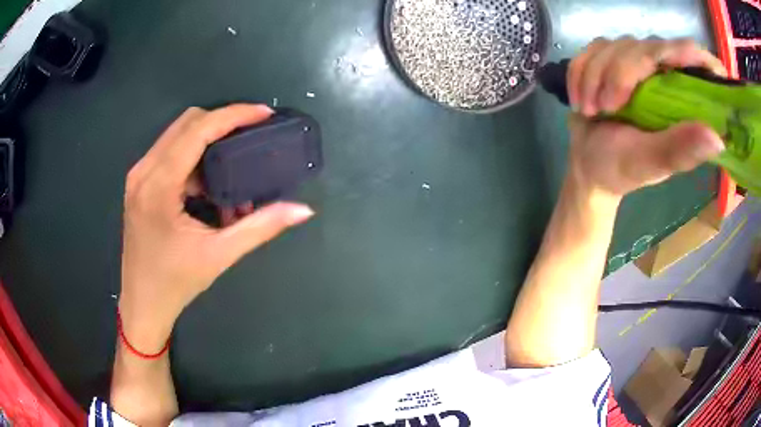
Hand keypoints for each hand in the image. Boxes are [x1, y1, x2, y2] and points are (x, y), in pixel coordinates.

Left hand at [119, 104, 313, 352]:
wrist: (143, 303)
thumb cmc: (176, 283)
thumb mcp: (220, 255)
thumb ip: (261, 227)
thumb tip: (302, 210)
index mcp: (158, 186)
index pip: (198, 131)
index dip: (233, 115)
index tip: (264, 113)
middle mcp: (144, 171)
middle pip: (187, 122)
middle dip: (223, 121)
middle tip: (253, 133)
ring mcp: (138, 175)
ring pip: (177, 134)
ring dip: (208, 139)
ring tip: (235, 162)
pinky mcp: (140, 183)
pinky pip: (170, 152)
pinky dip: (195, 157)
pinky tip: (211, 183)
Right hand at [566, 37, 725, 196]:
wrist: (588, 165)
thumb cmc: (622, 169)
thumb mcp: (653, 163)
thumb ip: (681, 149)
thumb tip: (718, 139)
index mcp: (683, 98)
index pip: (696, 60)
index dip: (697, 57)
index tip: (684, 67)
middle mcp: (663, 73)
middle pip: (647, 47)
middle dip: (620, 74)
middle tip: (607, 108)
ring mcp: (634, 61)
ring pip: (615, 46)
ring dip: (596, 76)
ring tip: (593, 110)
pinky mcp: (608, 57)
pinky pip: (592, 49)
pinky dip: (581, 72)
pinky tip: (581, 98)